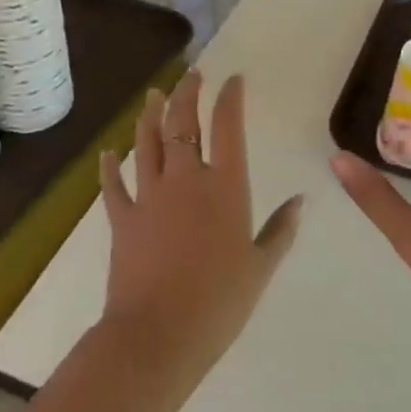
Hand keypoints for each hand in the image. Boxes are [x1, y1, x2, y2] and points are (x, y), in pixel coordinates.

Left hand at [98, 70, 302, 387]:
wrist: (158, 336)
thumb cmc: (219, 303)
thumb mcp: (260, 267)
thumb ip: (281, 230)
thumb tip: (302, 200)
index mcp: (225, 187)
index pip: (227, 127)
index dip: (230, 97)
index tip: (233, 79)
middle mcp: (186, 179)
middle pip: (182, 122)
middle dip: (187, 93)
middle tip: (191, 75)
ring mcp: (150, 195)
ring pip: (148, 142)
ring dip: (150, 115)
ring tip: (154, 95)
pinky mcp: (122, 218)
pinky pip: (114, 185)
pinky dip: (110, 167)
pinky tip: (109, 152)